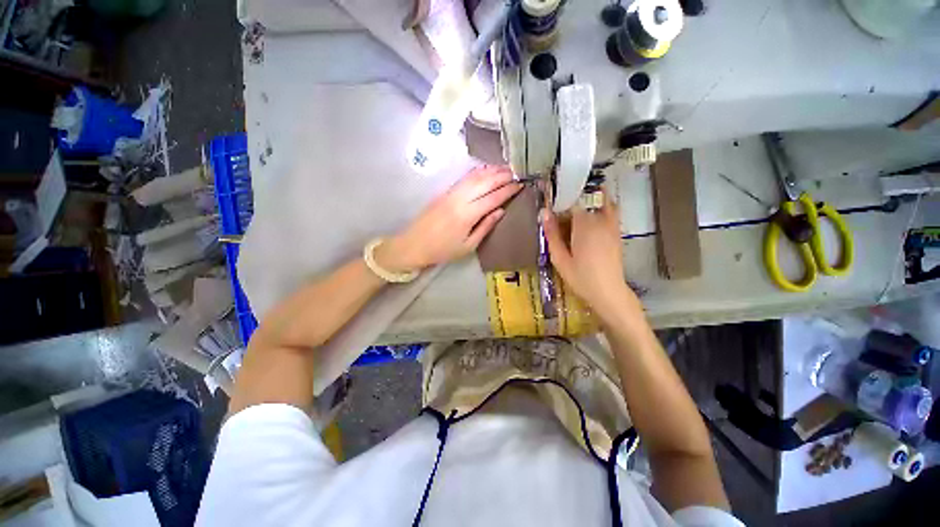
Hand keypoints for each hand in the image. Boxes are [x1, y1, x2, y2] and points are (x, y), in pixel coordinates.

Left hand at [377, 166, 521, 271]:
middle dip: (502, 176)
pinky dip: (476, 172)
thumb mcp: (468, 246)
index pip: (493, 198)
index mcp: (467, 215)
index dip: (508, 191)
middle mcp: (459, 199)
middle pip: (484, 182)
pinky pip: (464, 178)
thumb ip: (485, 227)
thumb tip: (500, 211)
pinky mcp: (444, 192)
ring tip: (504, 168)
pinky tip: (484, 170)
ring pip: (474, 177)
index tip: (520, 185)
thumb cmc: (443, 250)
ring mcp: (450, 193)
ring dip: (490, 171)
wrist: (414, 245)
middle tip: (516, 173)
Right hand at [542, 197, 637, 318]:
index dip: (562, 198)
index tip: (551, 201)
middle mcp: (601, 220)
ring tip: (575, 207)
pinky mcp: (617, 231)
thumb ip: (552, 234)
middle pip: (588, 197)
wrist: (608, 292)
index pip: (574, 199)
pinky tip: (589, 217)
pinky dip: (600, 206)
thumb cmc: (581, 277)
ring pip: (602, 200)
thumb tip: (543, 212)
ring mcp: (612, 224)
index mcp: (585, 225)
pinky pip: (611, 210)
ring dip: (588, 199)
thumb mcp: (560, 258)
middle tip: (560, 206)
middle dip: (574, 197)